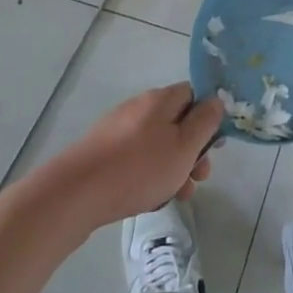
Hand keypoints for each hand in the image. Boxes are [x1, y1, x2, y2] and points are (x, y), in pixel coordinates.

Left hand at [44, 84, 222, 229]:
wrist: (75, 194)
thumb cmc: (139, 168)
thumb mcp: (184, 146)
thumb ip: (205, 122)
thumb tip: (217, 100)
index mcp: (161, 99)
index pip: (195, 95)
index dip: (209, 117)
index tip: (215, 146)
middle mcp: (139, 107)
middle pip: (177, 122)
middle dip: (193, 151)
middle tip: (198, 178)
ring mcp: (118, 129)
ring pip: (158, 144)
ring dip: (173, 168)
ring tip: (176, 196)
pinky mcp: (103, 152)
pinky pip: (137, 158)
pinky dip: (149, 175)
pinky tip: (148, 198)